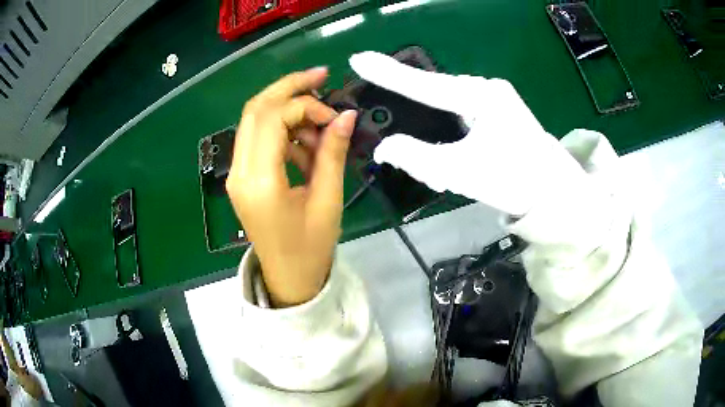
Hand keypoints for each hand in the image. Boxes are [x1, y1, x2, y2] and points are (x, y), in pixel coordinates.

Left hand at [226, 67, 356, 306]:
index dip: (307, 106)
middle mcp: (240, 172)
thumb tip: (347, 115)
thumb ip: (333, 153)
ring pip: (255, 120)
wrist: (288, 278)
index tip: (336, 119)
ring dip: (287, 111)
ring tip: (320, 126)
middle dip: (289, 87)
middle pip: (256, 109)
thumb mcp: (328, 200)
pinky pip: (259, 139)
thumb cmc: (311, 248)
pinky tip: (306, 147)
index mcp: (260, 182)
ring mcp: (237, 173)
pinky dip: (283, 132)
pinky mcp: (243, 176)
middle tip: (321, 77)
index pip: (273, 119)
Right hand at [349, 52, 586, 215]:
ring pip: (450, 104)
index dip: (388, 73)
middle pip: (437, 92)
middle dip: (412, 104)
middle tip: (390, 109)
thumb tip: (384, 148)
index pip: (425, 84)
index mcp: (480, 97)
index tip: (359, 58)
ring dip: (433, 123)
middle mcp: (488, 90)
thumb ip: (416, 158)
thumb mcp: (460, 173)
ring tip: (428, 148)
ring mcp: (496, 99)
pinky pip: (464, 112)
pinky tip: (450, 144)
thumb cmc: (513, 181)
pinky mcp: (500, 111)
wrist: (555, 195)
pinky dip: (450, 128)